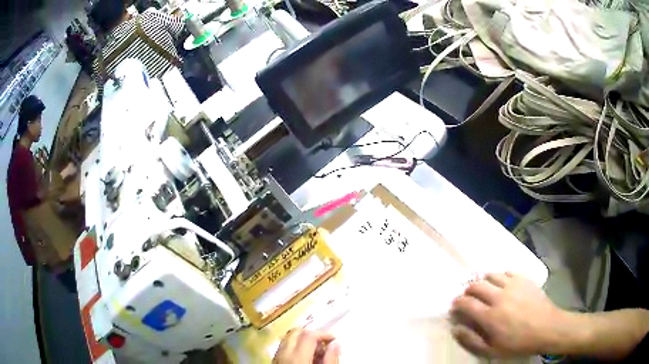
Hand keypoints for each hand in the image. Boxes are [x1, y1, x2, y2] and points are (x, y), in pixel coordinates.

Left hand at [273, 328, 340, 363]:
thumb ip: (331, 358)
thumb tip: (335, 344)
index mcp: (297, 355)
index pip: (309, 334)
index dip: (323, 334)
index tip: (333, 339)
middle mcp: (283, 353)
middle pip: (295, 332)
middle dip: (311, 334)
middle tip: (324, 344)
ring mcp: (276, 357)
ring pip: (287, 339)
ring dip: (302, 341)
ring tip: (316, 353)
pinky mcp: (273, 361)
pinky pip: (283, 349)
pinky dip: (294, 348)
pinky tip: (304, 357)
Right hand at [451, 272, 566, 357]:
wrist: (547, 328)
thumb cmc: (519, 342)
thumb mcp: (492, 350)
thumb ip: (471, 340)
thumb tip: (455, 328)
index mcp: (490, 316)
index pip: (466, 303)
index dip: (457, 303)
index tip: (455, 305)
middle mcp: (499, 296)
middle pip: (477, 285)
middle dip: (468, 290)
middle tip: (468, 296)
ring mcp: (513, 285)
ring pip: (491, 275)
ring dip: (483, 280)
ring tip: (484, 288)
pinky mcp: (524, 278)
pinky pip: (507, 272)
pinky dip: (500, 276)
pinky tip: (502, 284)